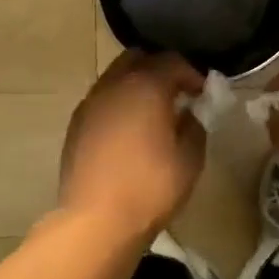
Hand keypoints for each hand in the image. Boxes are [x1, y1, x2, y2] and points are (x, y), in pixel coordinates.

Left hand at [59, 50, 206, 236]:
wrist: (97, 220)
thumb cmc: (150, 187)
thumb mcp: (190, 159)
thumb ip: (194, 127)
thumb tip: (187, 114)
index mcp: (145, 86)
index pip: (171, 61)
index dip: (191, 73)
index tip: (202, 92)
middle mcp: (113, 85)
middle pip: (137, 58)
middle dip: (158, 69)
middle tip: (176, 92)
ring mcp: (90, 104)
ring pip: (115, 77)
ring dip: (135, 85)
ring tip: (152, 112)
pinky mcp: (76, 125)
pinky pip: (101, 100)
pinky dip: (118, 104)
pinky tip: (128, 130)